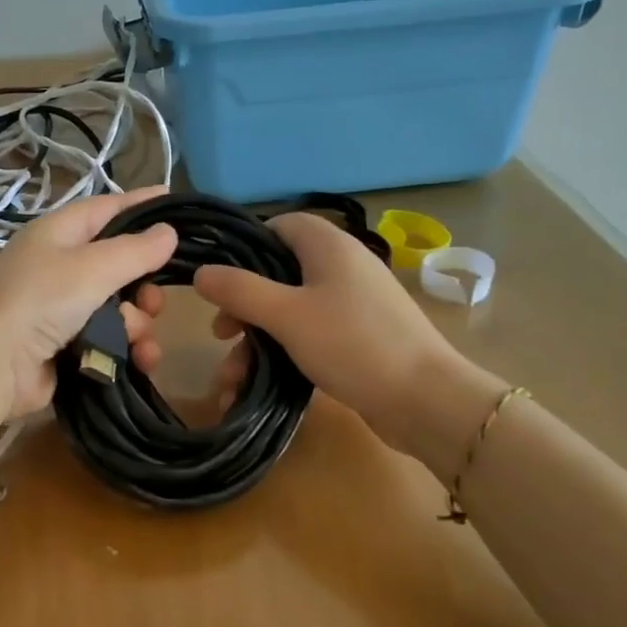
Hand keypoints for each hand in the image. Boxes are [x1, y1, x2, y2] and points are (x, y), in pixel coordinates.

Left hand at [0, 186, 175, 419]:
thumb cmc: (39, 299)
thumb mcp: (91, 267)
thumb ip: (135, 251)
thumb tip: (169, 232)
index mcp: (59, 234)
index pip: (107, 209)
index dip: (141, 205)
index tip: (175, 202)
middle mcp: (61, 268)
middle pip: (120, 267)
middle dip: (144, 285)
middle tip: (152, 301)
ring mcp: (63, 311)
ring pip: (120, 309)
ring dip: (137, 324)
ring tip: (137, 338)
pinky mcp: (68, 349)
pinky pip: (111, 342)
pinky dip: (128, 350)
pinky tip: (141, 360)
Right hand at [170, 212, 494, 456]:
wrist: (425, 400)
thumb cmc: (352, 344)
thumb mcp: (287, 315)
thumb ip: (240, 291)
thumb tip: (201, 272)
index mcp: (329, 246)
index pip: (281, 225)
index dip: (246, 246)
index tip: (220, 278)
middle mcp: (342, 267)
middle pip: (279, 274)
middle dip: (244, 307)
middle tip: (222, 334)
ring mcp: (353, 305)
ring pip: (290, 312)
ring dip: (257, 342)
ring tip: (232, 380)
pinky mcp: (358, 339)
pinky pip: (309, 338)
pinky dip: (282, 356)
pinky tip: (256, 388)